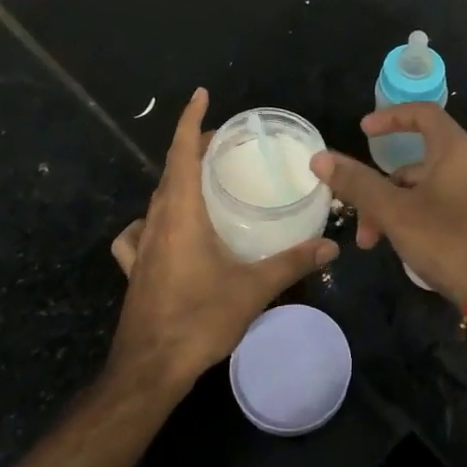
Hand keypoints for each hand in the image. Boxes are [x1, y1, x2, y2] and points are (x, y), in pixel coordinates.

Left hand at [107, 89, 338, 393]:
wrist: (148, 371)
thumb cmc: (198, 320)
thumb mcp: (253, 289)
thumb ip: (293, 263)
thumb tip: (331, 246)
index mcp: (181, 214)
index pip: (182, 153)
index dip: (190, 121)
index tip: (201, 95)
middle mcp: (156, 222)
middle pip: (170, 170)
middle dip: (193, 147)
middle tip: (225, 142)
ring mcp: (140, 246)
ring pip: (157, 198)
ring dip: (176, 180)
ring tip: (202, 181)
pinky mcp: (134, 269)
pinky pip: (139, 232)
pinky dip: (152, 220)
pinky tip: (164, 232)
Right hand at [311, 103, 466, 305]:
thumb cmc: (449, 241)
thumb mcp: (395, 212)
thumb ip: (358, 184)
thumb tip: (320, 158)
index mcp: (457, 150)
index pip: (423, 114)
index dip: (391, 117)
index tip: (364, 131)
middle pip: (418, 160)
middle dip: (381, 186)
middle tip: (360, 216)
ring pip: (427, 188)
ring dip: (395, 208)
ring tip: (374, 242)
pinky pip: (443, 205)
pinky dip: (417, 217)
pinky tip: (404, 247)